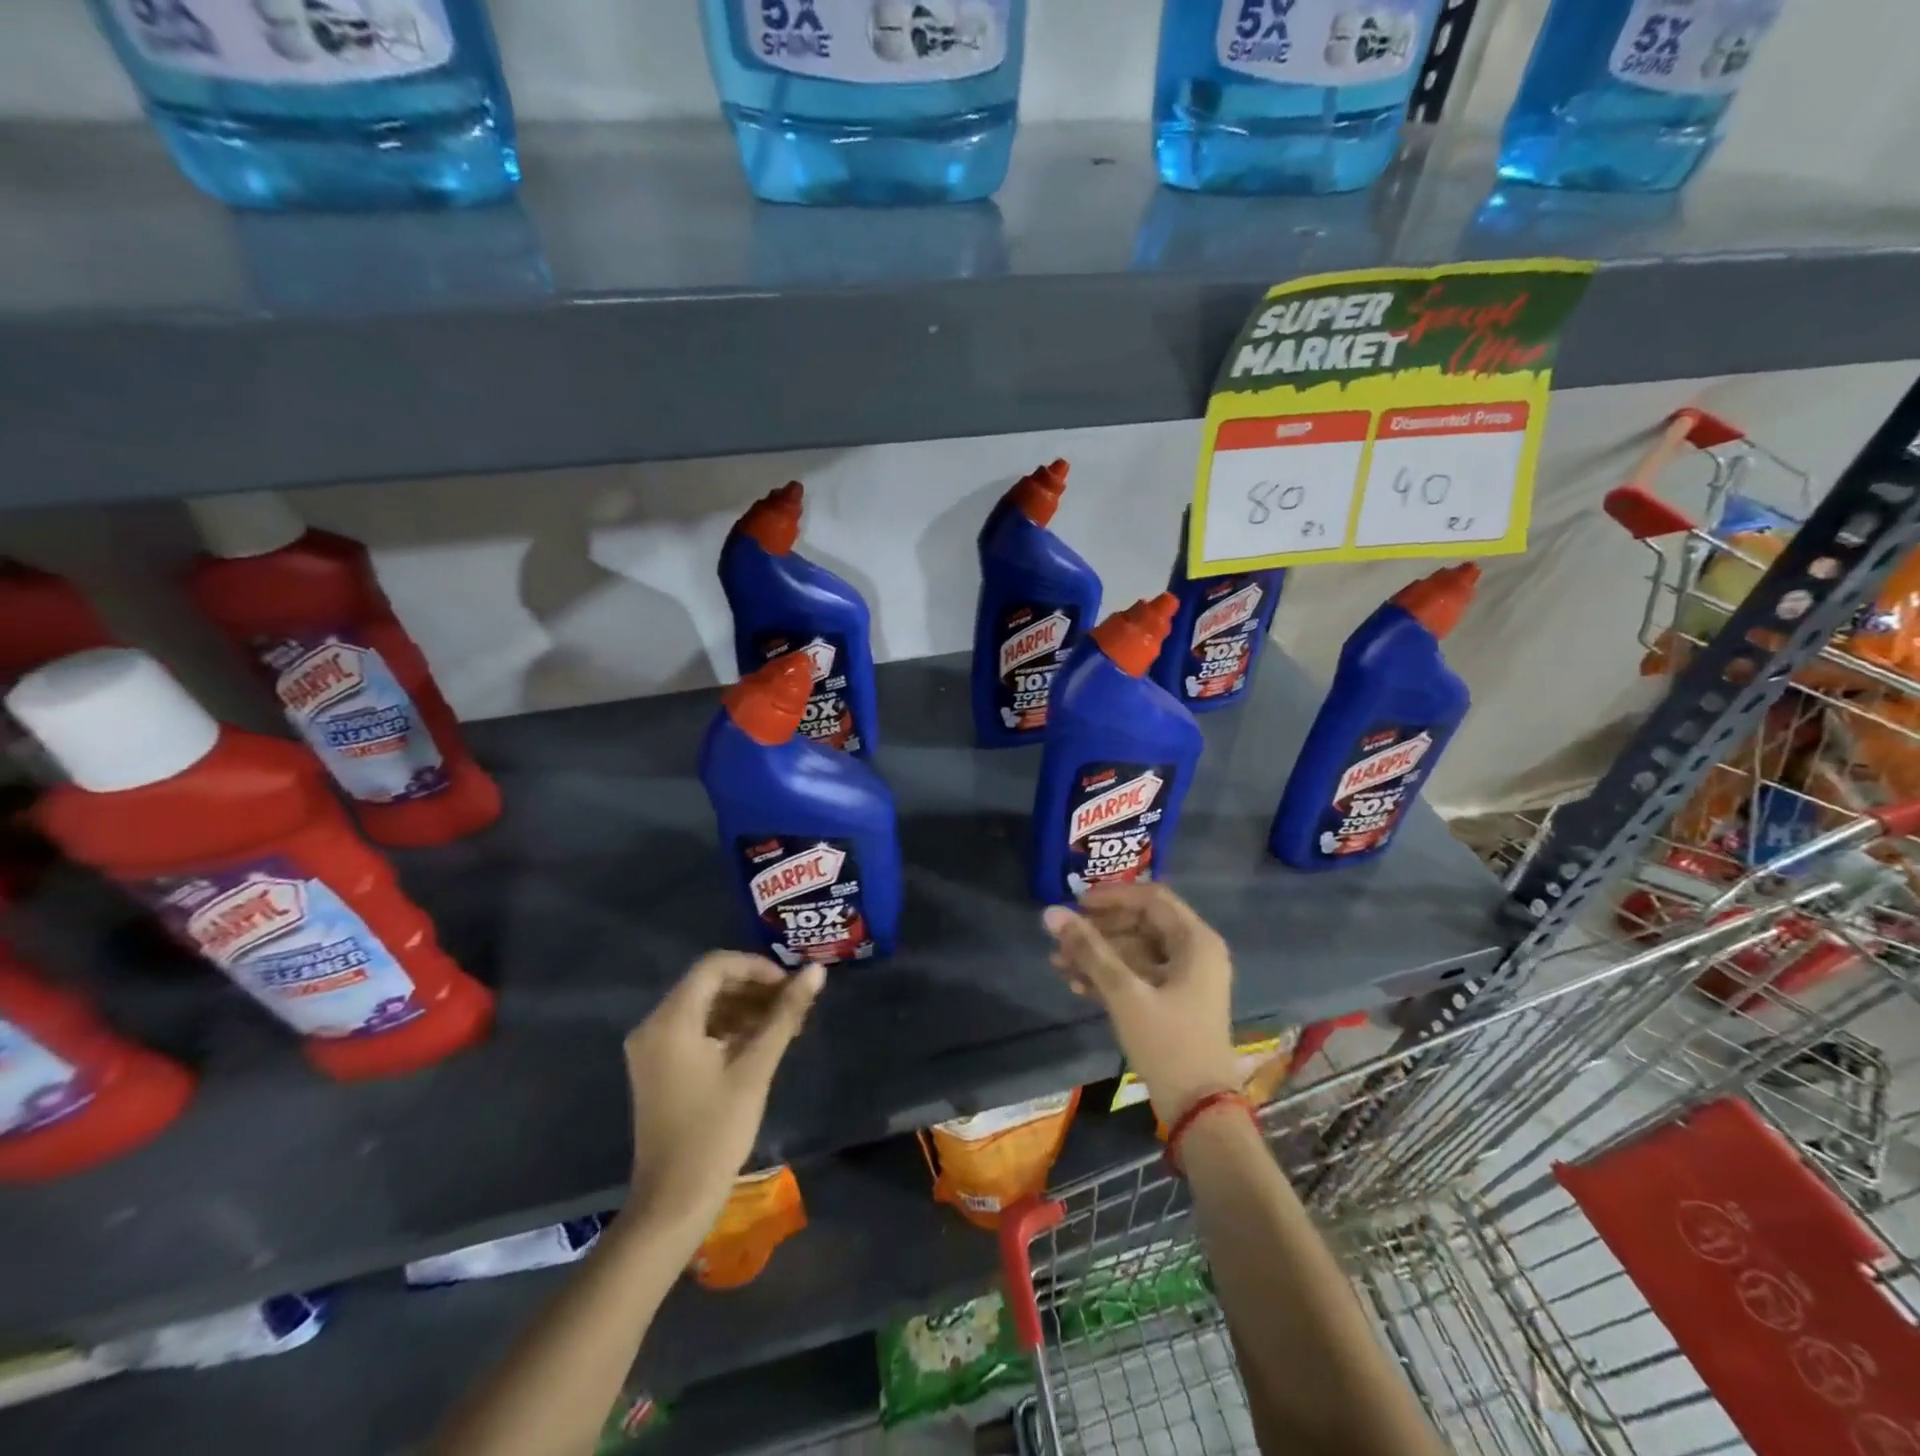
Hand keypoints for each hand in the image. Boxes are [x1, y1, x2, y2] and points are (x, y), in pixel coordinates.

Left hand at [623, 953, 823, 1239]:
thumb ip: (784, 1015)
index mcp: (670, 1020)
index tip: (790, 985)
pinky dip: (728, 1028)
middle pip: (709, 984)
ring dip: (745, 1007)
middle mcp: (654, 1025)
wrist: (673, 1202)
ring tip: (786, 1023)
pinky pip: (696, 1029)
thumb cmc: (715, 1132)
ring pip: (705, 1006)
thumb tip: (816, 971)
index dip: (756, 967)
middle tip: (794, 1004)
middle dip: (754, 988)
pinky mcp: (659, 1067)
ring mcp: (653, 1048)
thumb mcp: (755, 1068)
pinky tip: (761, 1042)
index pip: (715, 966)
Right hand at [1043, 883, 1238, 1125]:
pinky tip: (1077, 985)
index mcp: (1195, 941)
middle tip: (1061, 938)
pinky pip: (1139, 975)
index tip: (1075, 903)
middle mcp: (1195, 952)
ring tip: (1059, 964)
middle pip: (1140, 923)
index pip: (1151, 897)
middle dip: (1098, 930)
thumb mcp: (1124, 993)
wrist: (1200, 1112)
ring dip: (1098, 955)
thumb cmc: (1168, 1043)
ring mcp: (1185, 978)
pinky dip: (1110, 976)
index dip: (1112, 896)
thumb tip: (1051, 913)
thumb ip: (1089, 950)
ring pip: (1136, 951)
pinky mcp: (1174, 1001)